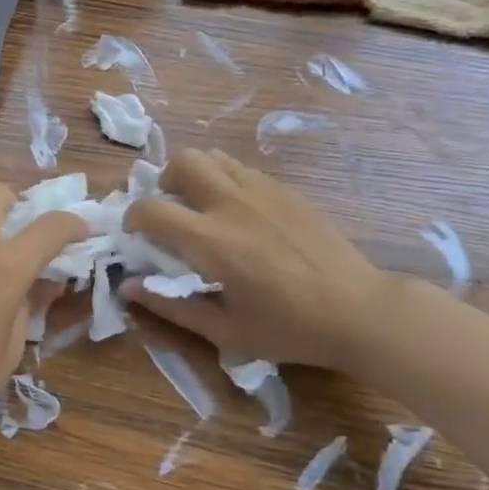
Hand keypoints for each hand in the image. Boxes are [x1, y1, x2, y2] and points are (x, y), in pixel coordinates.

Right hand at [120, 149, 387, 368]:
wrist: (359, 311)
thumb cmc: (290, 329)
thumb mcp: (226, 332)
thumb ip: (172, 307)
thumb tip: (129, 288)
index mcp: (211, 240)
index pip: (151, 209)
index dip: (133, 218)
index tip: (136, 235)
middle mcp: (232, 204)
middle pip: (183, 161)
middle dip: (165, 181)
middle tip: (172, 209)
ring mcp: (262, 191)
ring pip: (214, 157)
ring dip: (196, 175)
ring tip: (203, 205)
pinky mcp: (287, 191)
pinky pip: (243, 170)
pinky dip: (227, 181)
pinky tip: (242, 214)